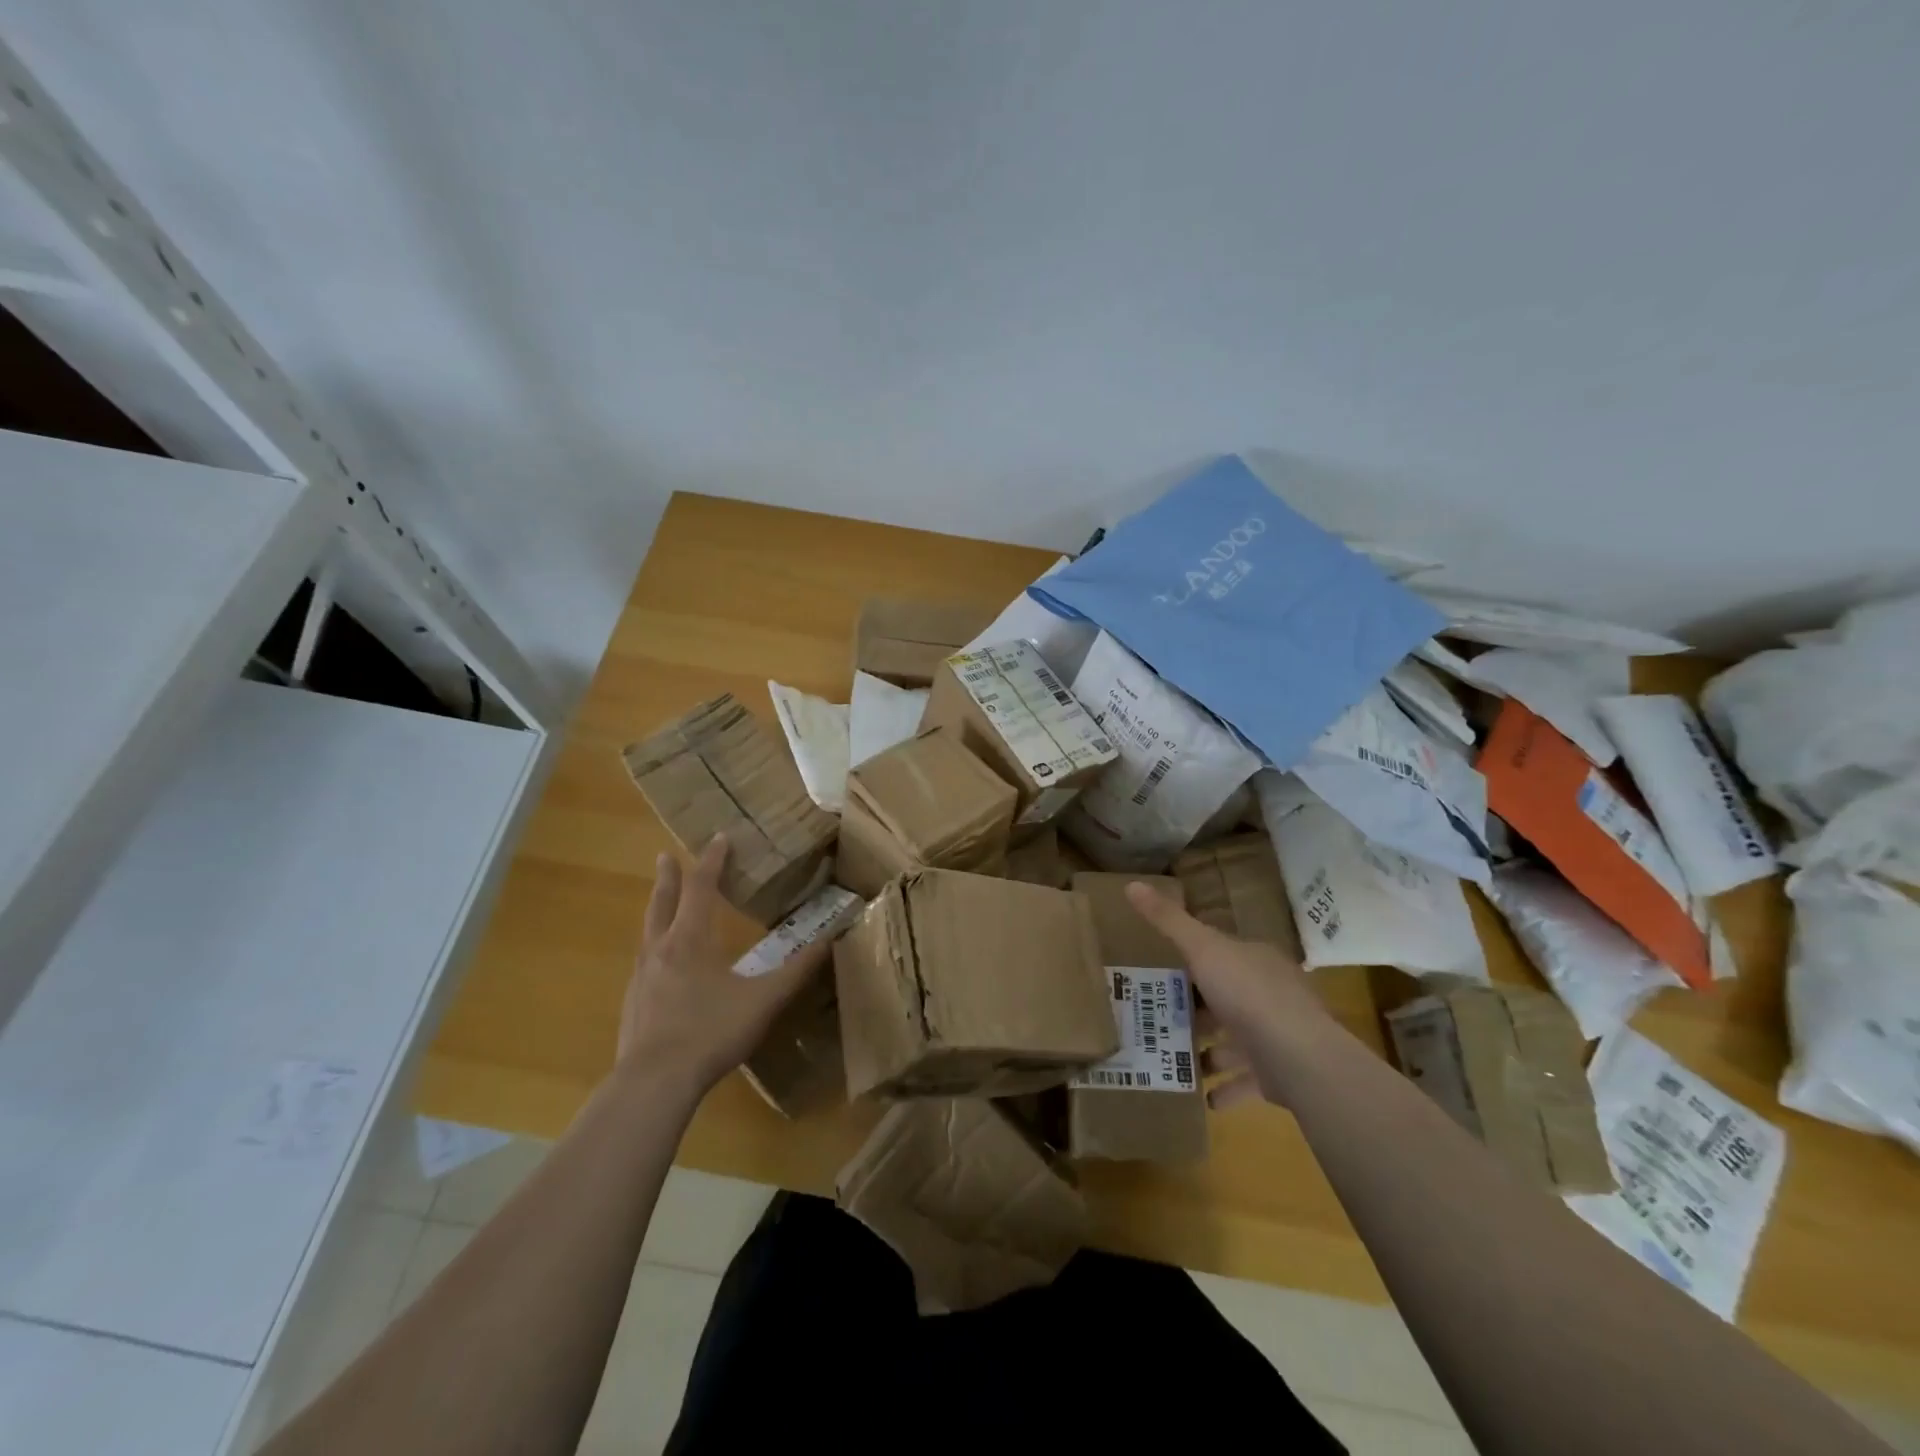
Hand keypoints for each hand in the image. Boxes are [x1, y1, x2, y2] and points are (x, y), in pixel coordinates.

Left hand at [617, 836, 833, 1101]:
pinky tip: (659, 964)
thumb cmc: (711, 1032)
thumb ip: (796, 971)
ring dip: (657, 909)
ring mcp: (641, 976)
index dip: (712, 861)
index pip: (702, 888)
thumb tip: (829, 941)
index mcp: (691, 939)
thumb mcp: (764, 1000)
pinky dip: (653, 946)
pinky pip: (644, 960)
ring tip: (662, 903)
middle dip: (669, 877)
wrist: (654, 1082)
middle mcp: (661, 949)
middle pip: (663, 903)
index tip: (719, 838)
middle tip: (665, 856)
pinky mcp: (633, 1002)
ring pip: (648, 931)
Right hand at [1125, 880, 1339, 1109]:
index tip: (1163, 970)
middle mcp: (1269, 995)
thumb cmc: (1248, 992)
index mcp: (1255, 961)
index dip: (1195, 960)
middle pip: (1227, 999)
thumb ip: (1168, 920)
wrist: (1298, 1057)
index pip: (1223, 954)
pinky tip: (1202, 1097)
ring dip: (1209, 1051)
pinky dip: (1225, 1090)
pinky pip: (1244, 1084)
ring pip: (1236, 1043)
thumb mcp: (1201, 947)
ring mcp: (1276, 1038)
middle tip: (1157, 1015)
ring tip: (1171, 1056)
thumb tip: (1131, 884)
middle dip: (1198, 1009)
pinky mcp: (1276, 1077)